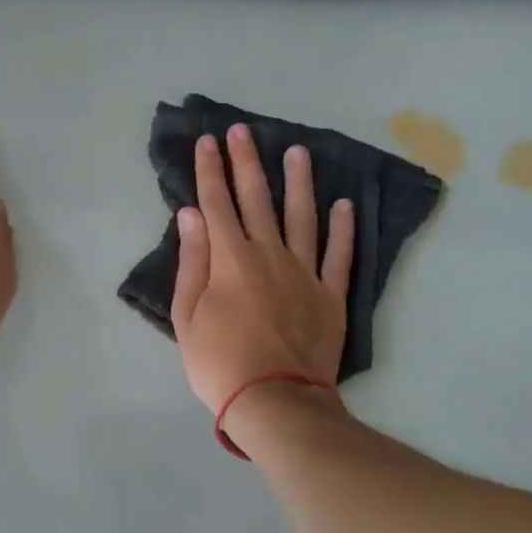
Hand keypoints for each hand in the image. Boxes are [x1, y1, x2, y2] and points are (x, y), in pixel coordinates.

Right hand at [171, 125, 354, 416]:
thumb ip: (192, 262)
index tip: (208, 142)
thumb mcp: (188, 316)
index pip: (216, 203)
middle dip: (247, 162)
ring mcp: (305, 272)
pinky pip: (339, 254)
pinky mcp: (330, 295)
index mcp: (230, 259)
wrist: (276, 401)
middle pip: (257, 199)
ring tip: (298, 151)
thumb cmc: (220, 363)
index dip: (211, 171)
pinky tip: (344, 204)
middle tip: (243, 131)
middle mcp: (269, 254)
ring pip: (303, 216)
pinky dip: (343, 228)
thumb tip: (191, 215)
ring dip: (299, 182)